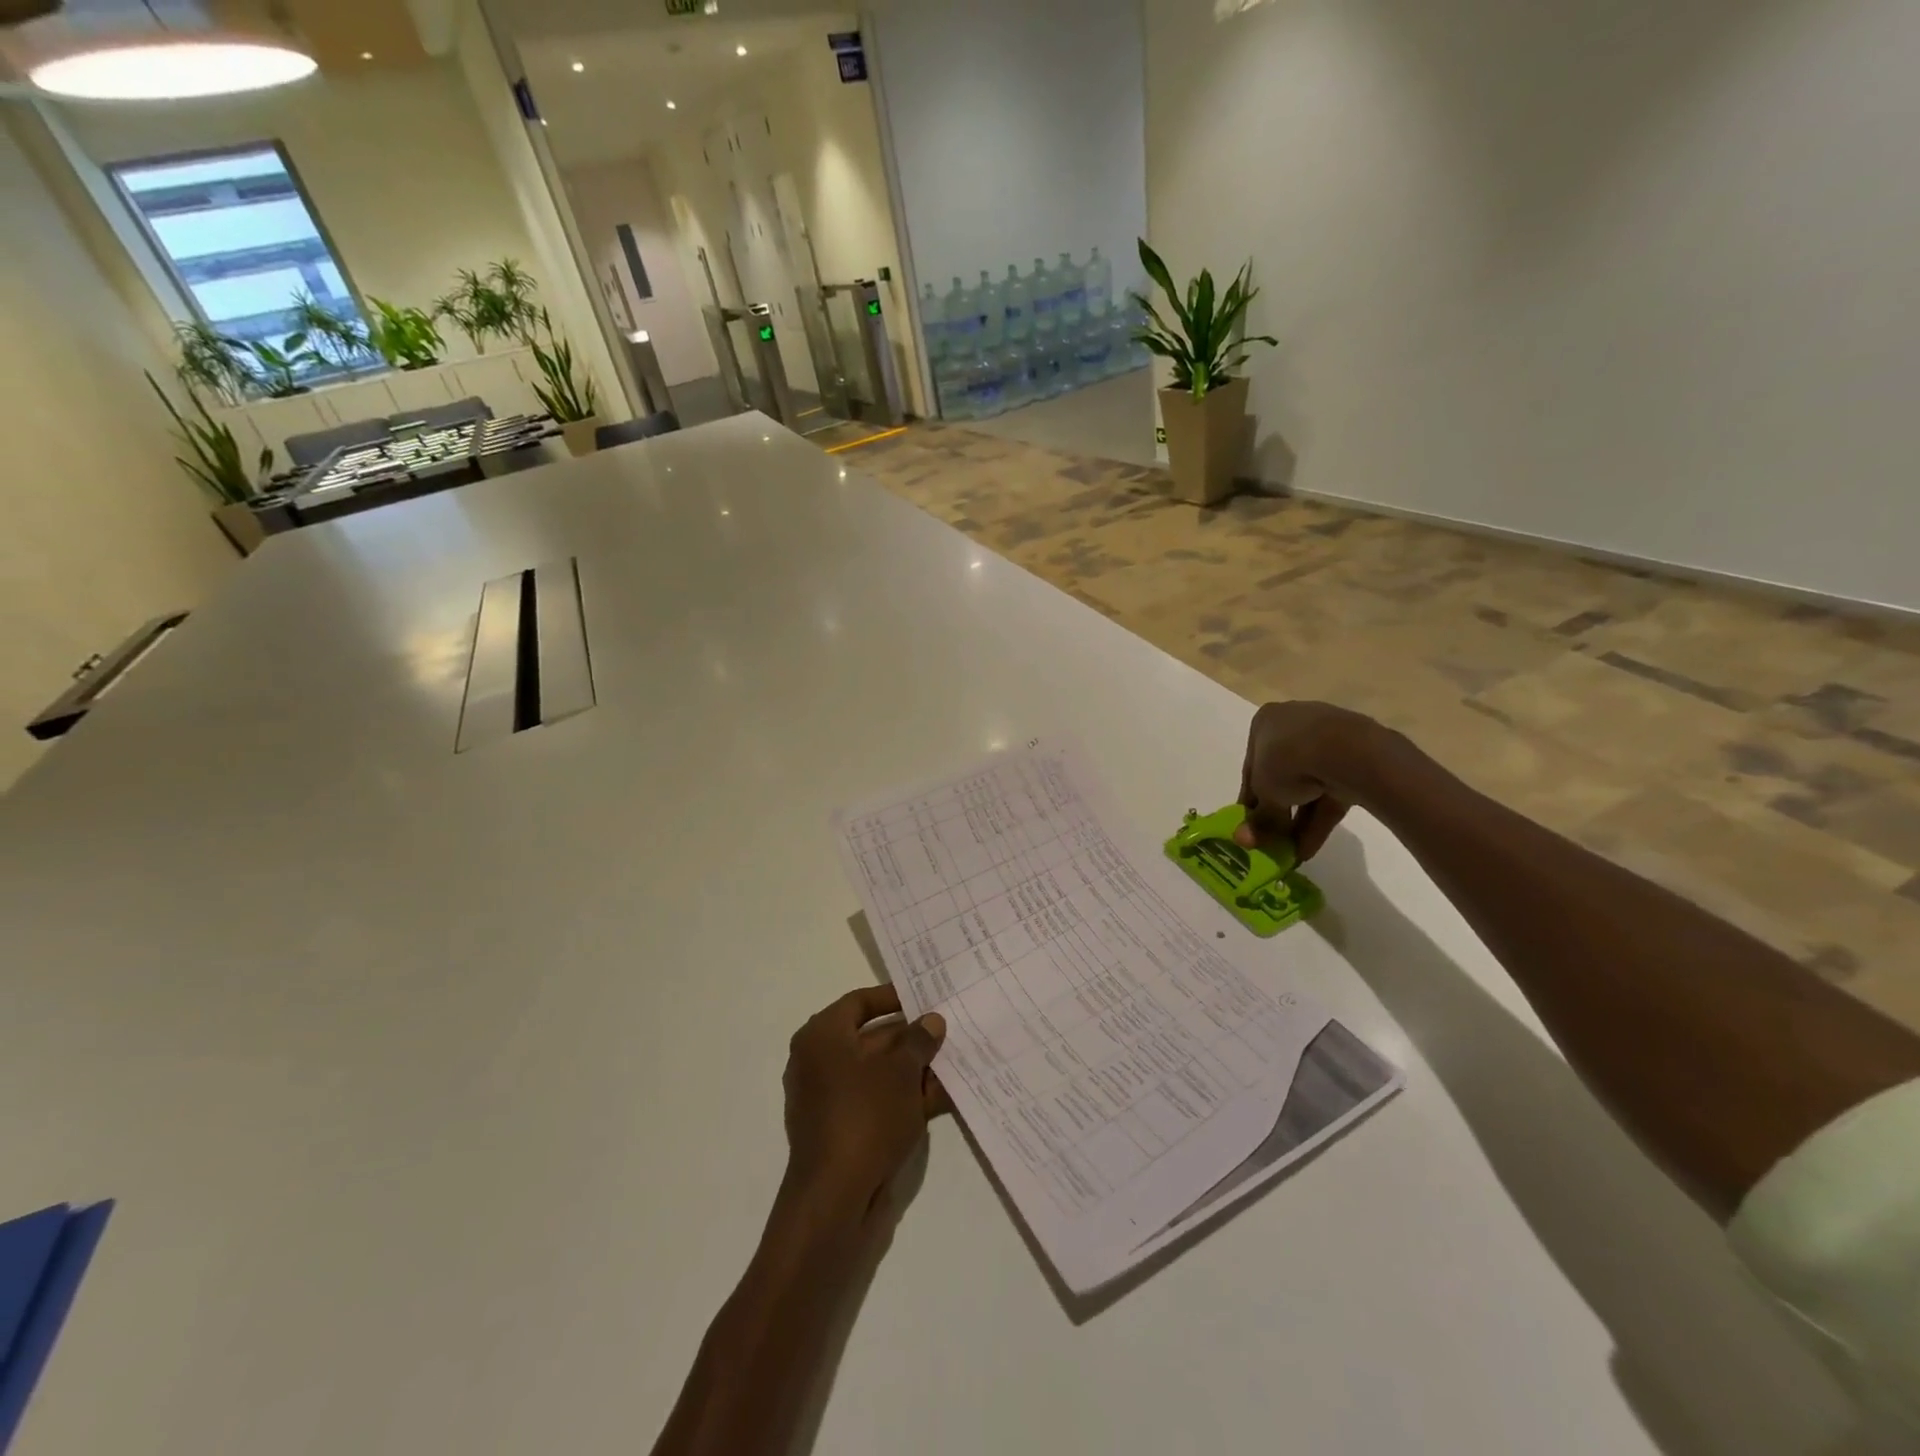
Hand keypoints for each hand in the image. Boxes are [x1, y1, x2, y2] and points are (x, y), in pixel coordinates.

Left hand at [782, 985, 949, 1221]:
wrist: (835, 1200)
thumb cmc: (865, 1116)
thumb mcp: (901, 1070)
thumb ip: (918, 1040)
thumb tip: (931, 1021)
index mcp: (822, 1037)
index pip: (860, 1002)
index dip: (894, 996)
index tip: (926, 995)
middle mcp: (820, 1062)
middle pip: (873, 1038)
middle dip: (913, 1037)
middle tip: (950, 1029)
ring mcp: (831, 1099)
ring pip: (880, 1073)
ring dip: (916, 1069)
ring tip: (957, 1061)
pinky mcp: (845, 1130)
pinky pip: (879, 1102)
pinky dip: (907, 1098)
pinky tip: (945, 1096)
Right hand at [1235, 700, 1380, 859]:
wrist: (1347, 751)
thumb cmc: (1288, 760)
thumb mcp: (1264, 793)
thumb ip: (1257, 819)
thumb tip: (1242, 841)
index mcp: (1265, 722)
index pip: (1251, 767)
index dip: (1249, 800)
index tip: (1249, 826)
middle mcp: (1295, 725)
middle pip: (1281, 777)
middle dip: (1276, 813)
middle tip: (1271, 842)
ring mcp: (1328, 740)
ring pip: (1307, 786)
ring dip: (1297, 822)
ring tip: (1290, 853)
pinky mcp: (1355, 760)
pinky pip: (1330, 792)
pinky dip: (1319, 819)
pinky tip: (1308, 848)